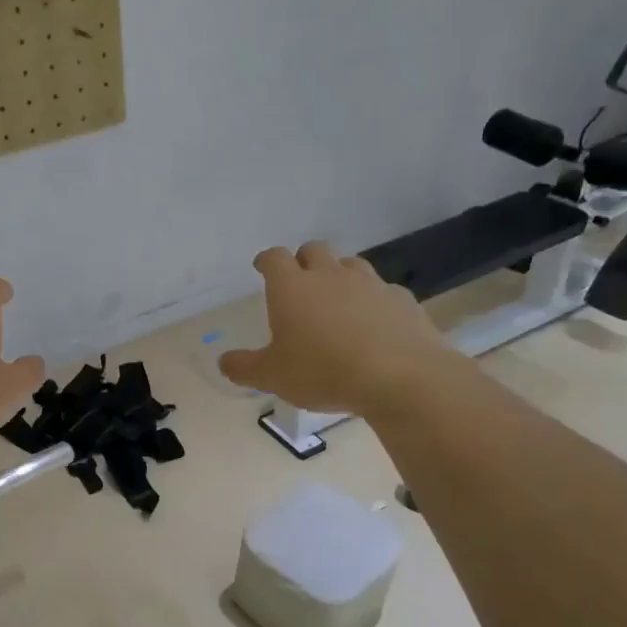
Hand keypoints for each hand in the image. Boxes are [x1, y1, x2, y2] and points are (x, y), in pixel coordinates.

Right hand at [220, 243, 453, 415]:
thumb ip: (244, 367)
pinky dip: (374, 301)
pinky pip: (383, 291)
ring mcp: (370, 284)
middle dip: (303, 260)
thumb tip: (224, 362)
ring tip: (337, 300)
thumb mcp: (272, 377)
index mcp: (292, 288)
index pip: (273, 257)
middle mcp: (329, 276)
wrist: (400, 377)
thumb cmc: (323, 371)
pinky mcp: (402, 300)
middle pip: (314, 249)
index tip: (262, 267)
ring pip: (351, 264)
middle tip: (300, 282)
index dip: (266, 260)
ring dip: (340, 275)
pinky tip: (374, 323)